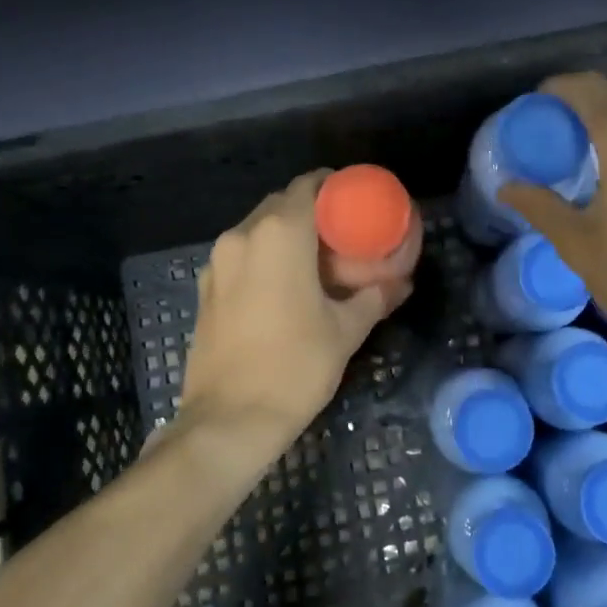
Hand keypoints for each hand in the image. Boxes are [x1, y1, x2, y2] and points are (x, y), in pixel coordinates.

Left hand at [175, 171, 412, 462]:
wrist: (228, 421)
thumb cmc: (294, 368)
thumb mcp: (345, 331)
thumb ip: (374, 297)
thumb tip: (401, 284)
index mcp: (279, 235)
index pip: (308, 185)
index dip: (333, 186)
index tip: (356, 201)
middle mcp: (242, 236)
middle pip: (281, 204)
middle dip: (312, 212)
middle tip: (342, 237)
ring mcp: (217, 262)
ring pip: (258, 230)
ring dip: (287, 236)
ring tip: (315, 264)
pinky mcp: (205, 288)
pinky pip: (240, 256)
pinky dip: (264, 258)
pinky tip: (283, 287)